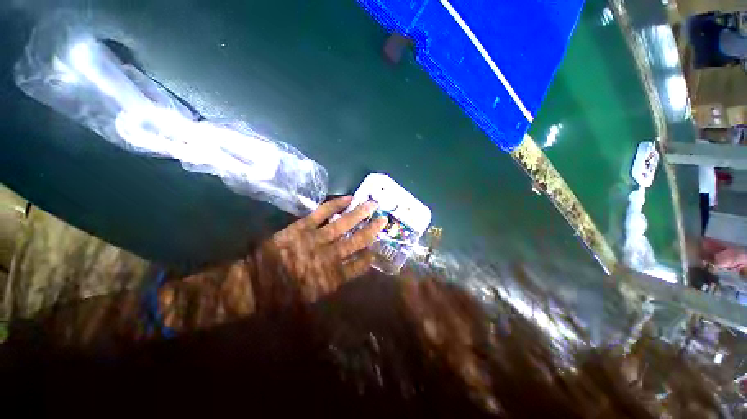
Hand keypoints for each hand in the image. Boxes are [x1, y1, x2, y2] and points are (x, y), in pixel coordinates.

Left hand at [262, 196, 386, 300]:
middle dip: (371, 230)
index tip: (377, 249)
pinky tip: (347, 198)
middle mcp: (327, 256)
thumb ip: (335, 281)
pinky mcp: (302, 227)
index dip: (370, 256)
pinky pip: (322, 213)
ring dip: (359, 214)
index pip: (359, 265)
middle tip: (384, 219)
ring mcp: (315, 239)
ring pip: (343, 224)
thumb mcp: (314, 296)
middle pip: (356, 241)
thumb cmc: (284, 295)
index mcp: (331, 277)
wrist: (253, 284)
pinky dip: (335, 204)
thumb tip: (352, 266)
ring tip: (372, 204)